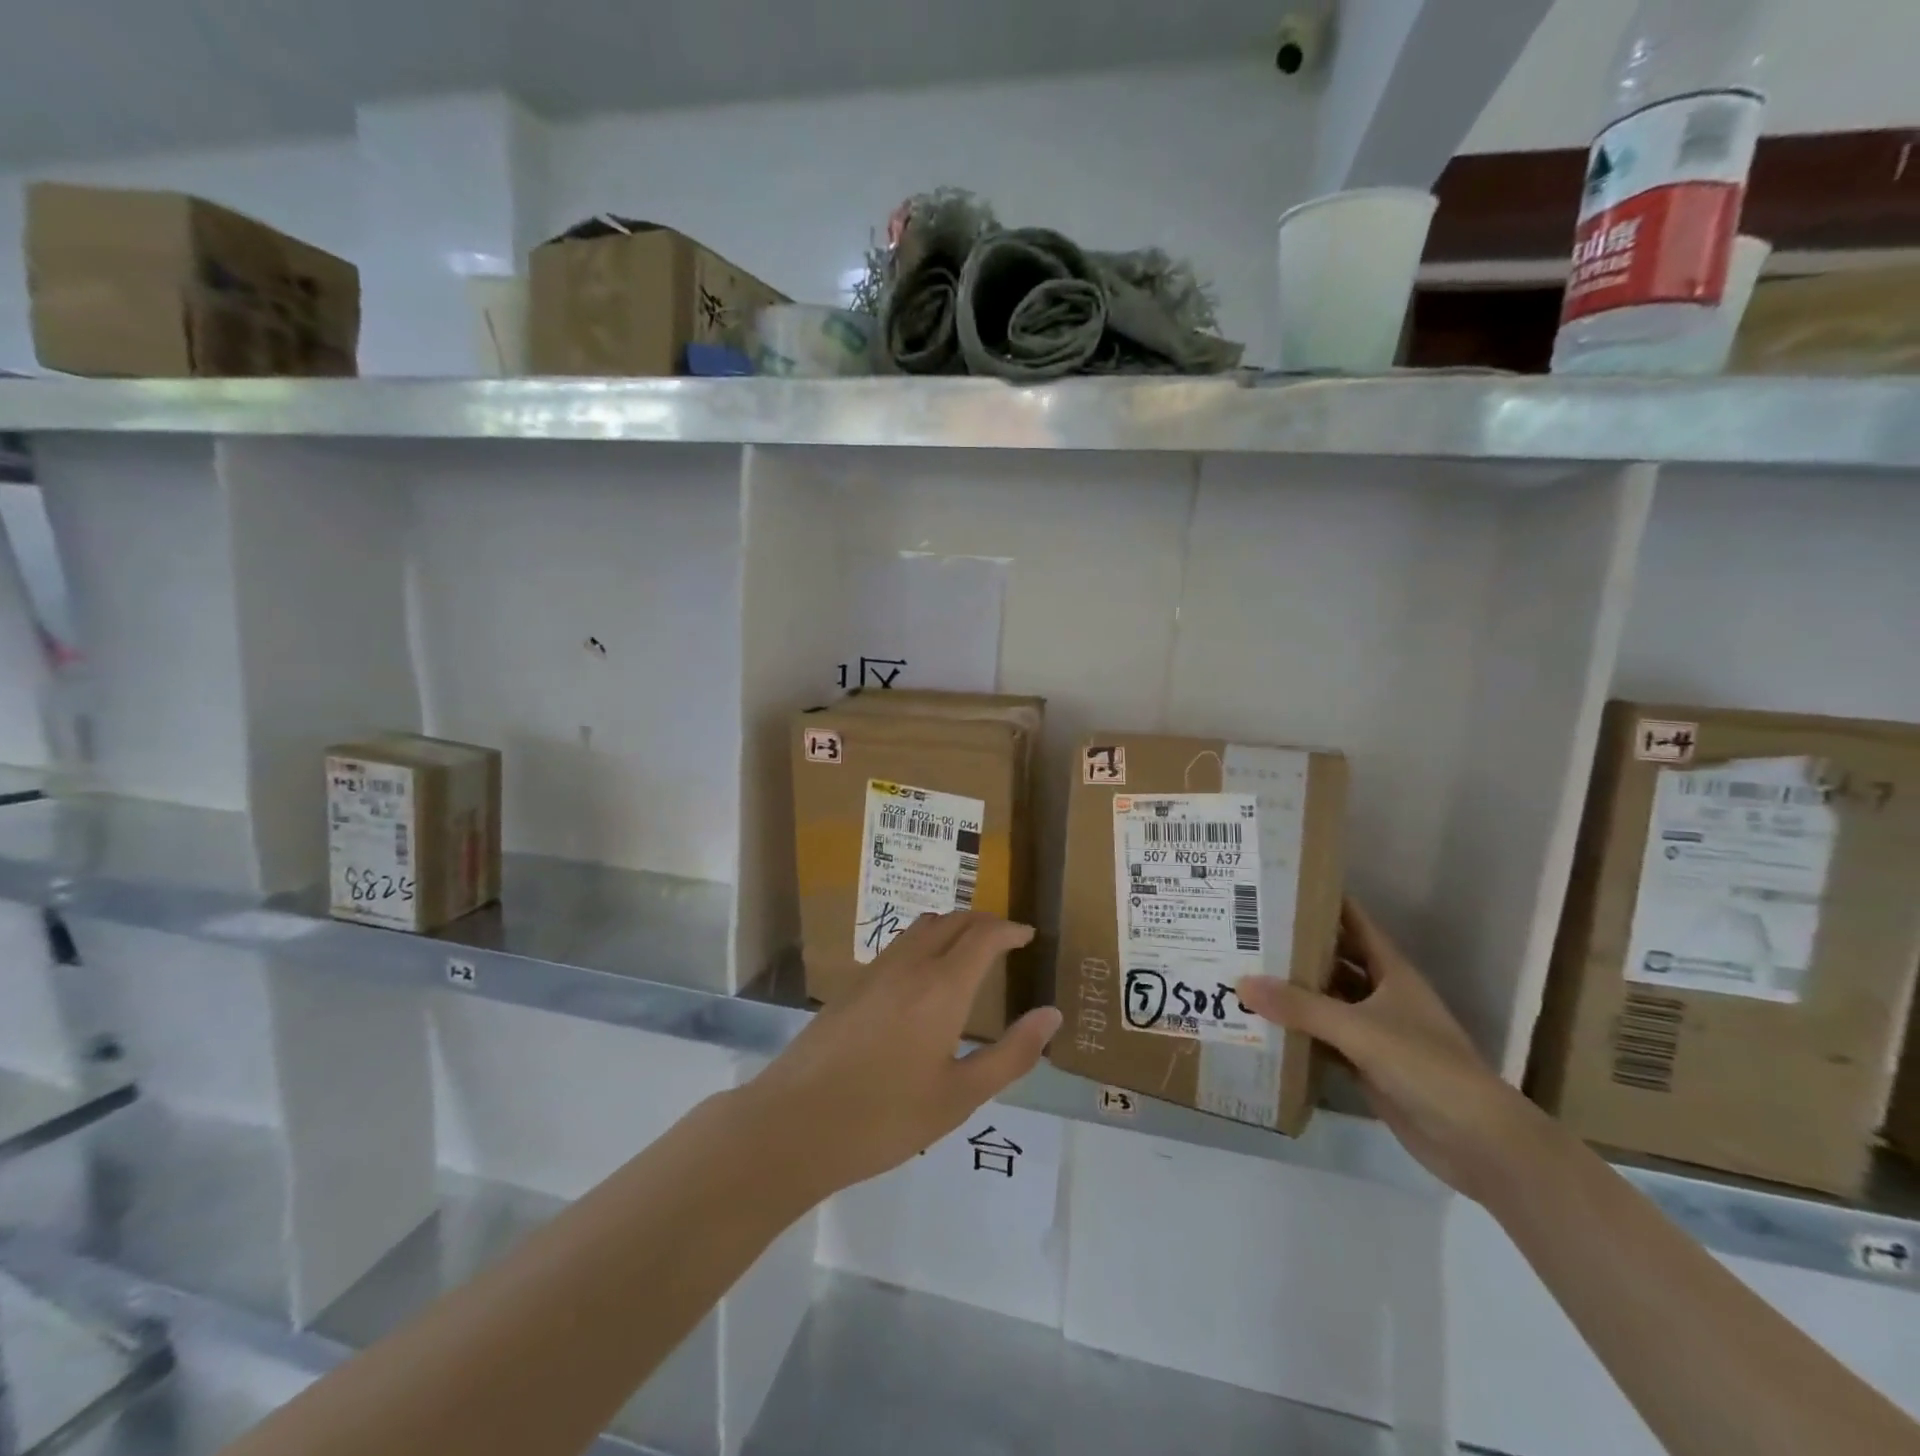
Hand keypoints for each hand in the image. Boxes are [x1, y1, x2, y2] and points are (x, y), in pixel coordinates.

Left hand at [742, 912, 1062, 1198]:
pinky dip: (925, 942)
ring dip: (952, 927)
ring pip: (921, 927)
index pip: (984, 935)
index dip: (1010, 929)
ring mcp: (874, 971)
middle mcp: (909, 965)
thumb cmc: (884, 1118)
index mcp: (942, 987)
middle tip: (1005, 940)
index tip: (1028, 936)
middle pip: (953, 920)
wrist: (792, 1125)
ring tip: (969, 952)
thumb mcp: (959, 1097)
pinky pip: (898, 945)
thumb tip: (1051, 1014)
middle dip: (984, 922)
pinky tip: (924, 978)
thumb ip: (1011, 1054)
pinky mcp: (851, 985)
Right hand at [1238, 898, 1548, 1202]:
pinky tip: (1264, 1026)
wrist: (1476, 1141)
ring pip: (1328, 1002)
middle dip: (1297, 948)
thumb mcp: (1358, 1028)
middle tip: (1247, 933)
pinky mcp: (1368, 1066)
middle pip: (1336, 961)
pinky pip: (1326, 1040)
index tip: (1280, 885)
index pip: (1354, 922)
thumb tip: (1241, 983)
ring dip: (1294, 993)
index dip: (1323, 901)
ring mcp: (1377, 1032)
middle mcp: (1383, 995)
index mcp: (1392, 972)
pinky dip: (1299, 1033)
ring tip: (1245, 974)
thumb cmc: (1425, 1066)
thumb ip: (1300, 1006)